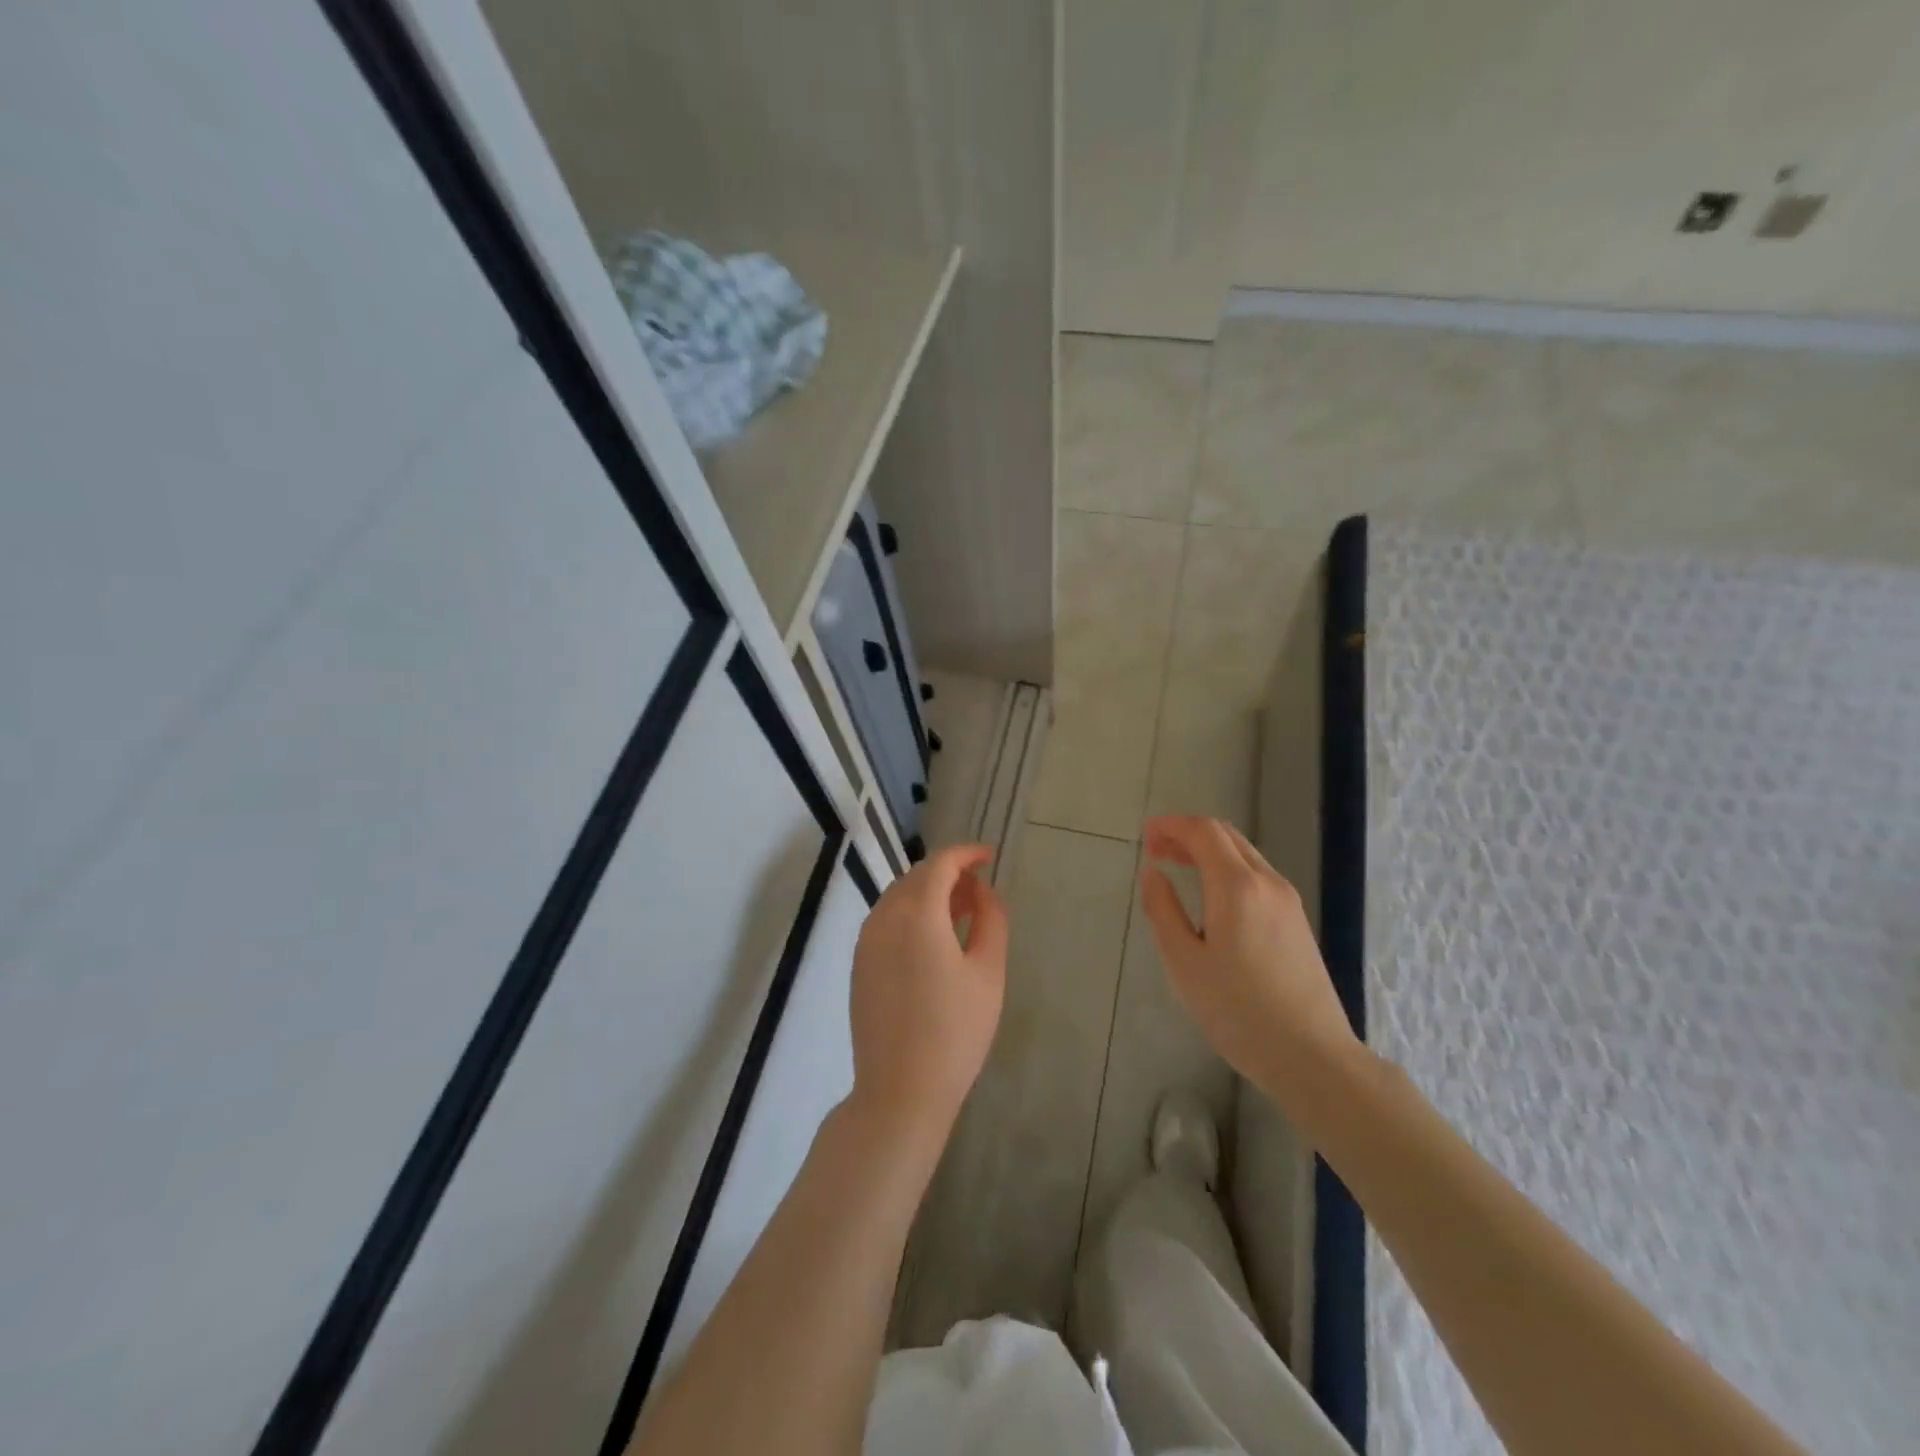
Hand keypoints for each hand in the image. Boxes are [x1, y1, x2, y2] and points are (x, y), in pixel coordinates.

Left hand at [846, 844, 1008, 1150]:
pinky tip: (934, 939)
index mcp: (917, 913)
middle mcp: (884, 917)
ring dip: (930, 893)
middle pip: (917, 877)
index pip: (941, 864)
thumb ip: (991, 919)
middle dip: (950, 873)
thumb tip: (983, 891)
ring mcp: (865, 941)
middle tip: (981, 889)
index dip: (967, 853)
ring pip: (899, 897)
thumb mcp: (988, 973)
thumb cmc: (955, 1031)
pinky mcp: (859, 963)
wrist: (900, 1090)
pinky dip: (912, 915)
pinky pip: (887, 921)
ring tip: (962, 912)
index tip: (990, 856)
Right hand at [1139, 815, 1357, 1097]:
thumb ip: (1163, 910)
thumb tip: (1152, 872)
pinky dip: (1226, 869)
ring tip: (1176, 867)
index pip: (1204, 832)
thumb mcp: (1184, 963)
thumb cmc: (1238, 1011)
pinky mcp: (1297, 922)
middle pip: (1226, 836)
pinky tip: (1210, 896)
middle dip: (1187, 834)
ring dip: (1207, 851)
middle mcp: (1267, 883)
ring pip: (1244, 855)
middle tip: (1155, 850)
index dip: (1171, 825)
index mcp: (1238, 887)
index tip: (1145, 835)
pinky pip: (1256, 876)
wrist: (1312, 1056)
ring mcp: (1288, 902)